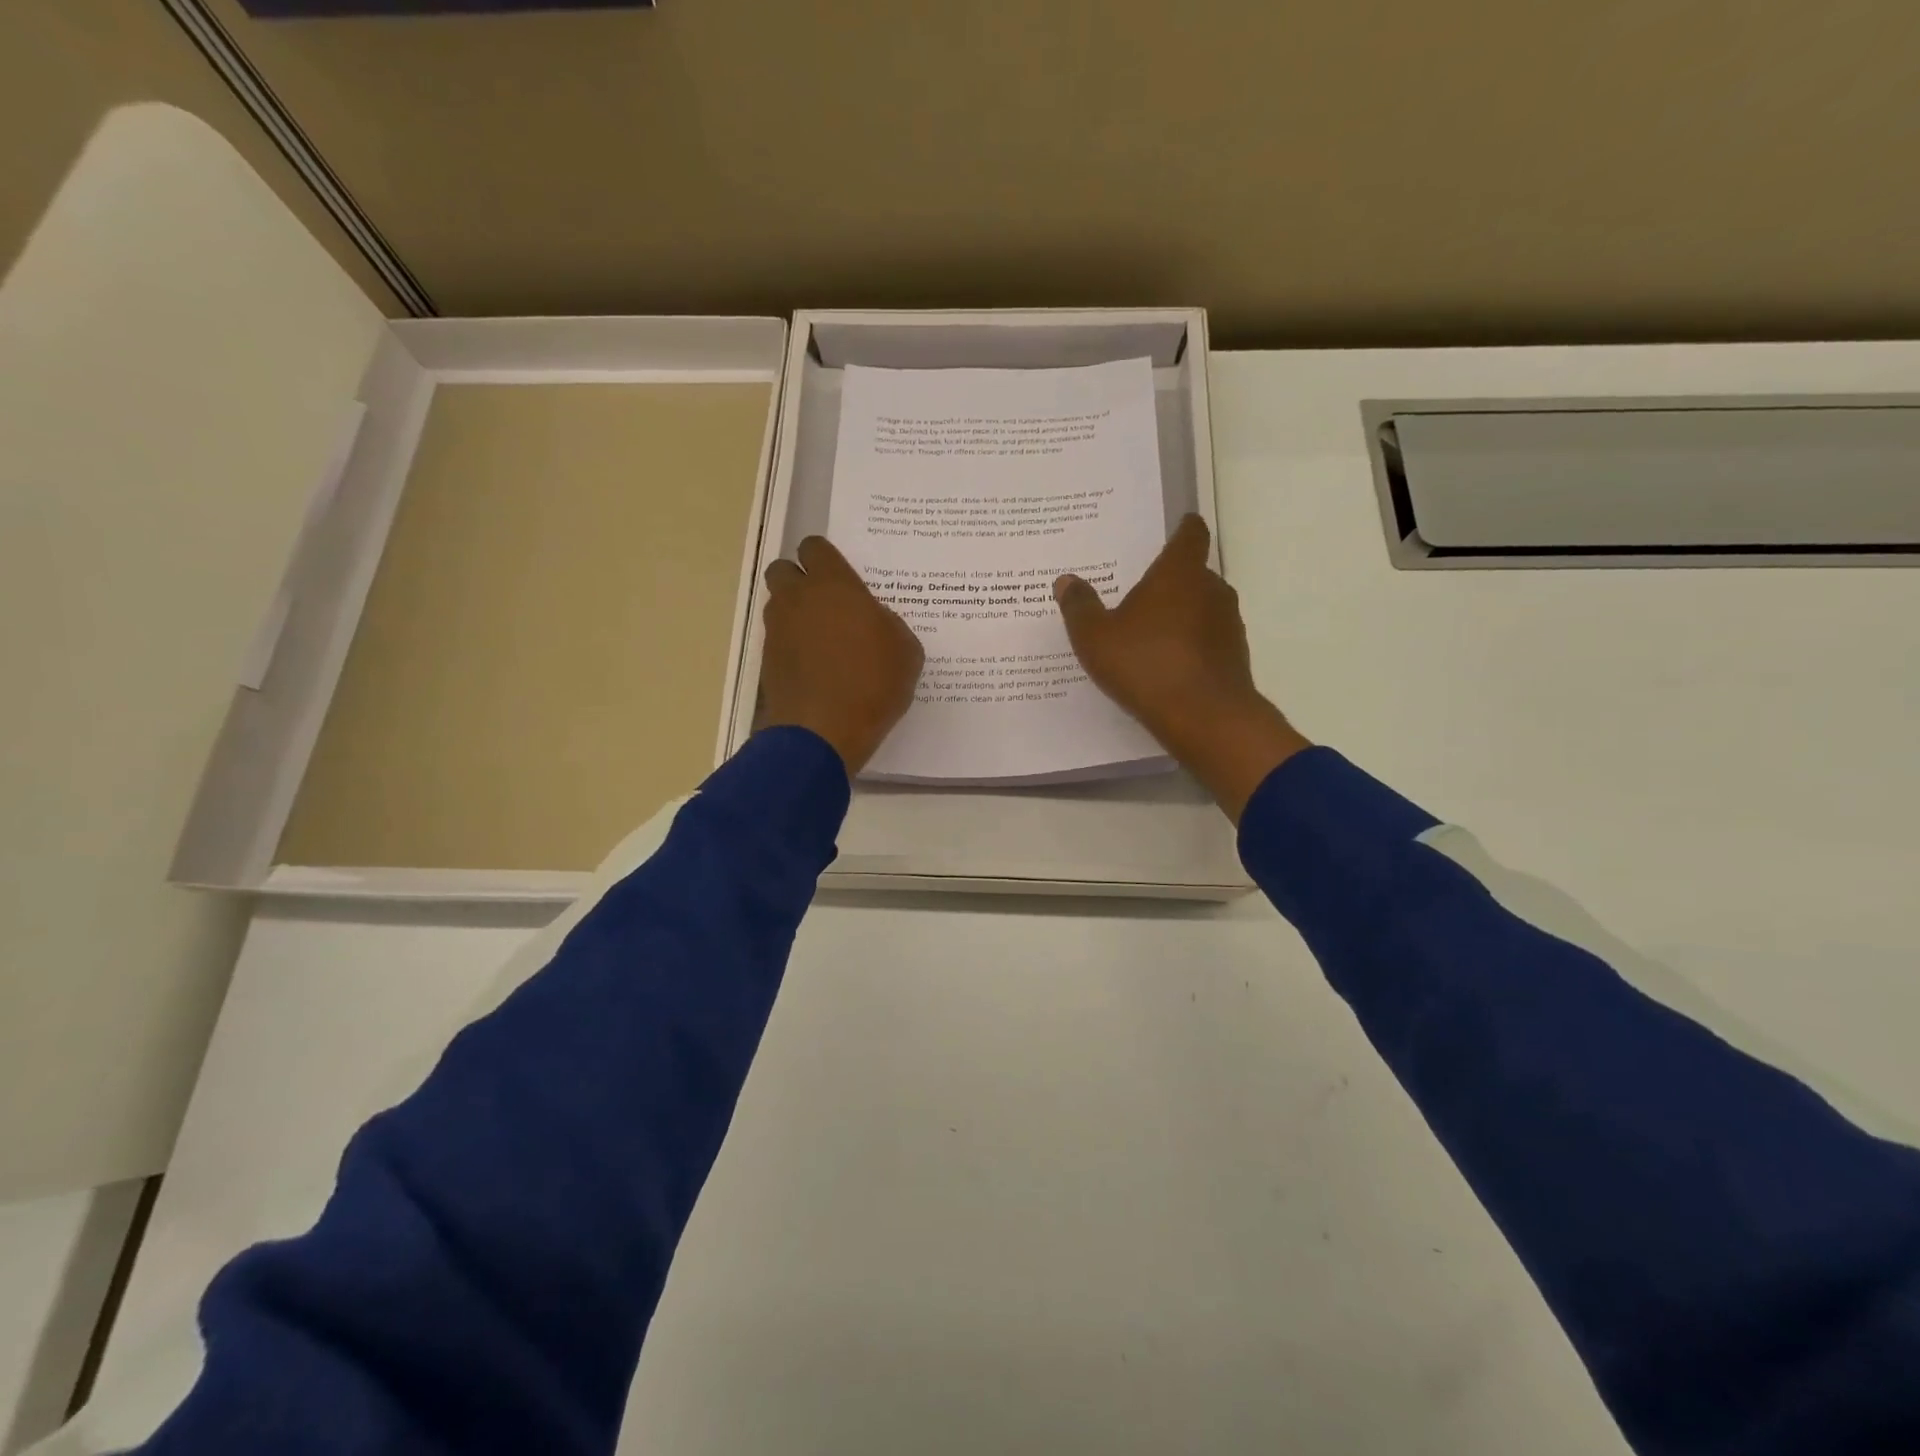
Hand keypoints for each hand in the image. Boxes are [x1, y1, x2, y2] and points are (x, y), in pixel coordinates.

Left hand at [759, 536, 923, 775]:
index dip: (827, 558)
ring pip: (779, 606)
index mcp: (833, 586)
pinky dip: (792, 647)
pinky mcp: (767, 662)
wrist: (823, 732)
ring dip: (796, 615)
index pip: (815, 547)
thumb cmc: (873, 684)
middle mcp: (797, 600)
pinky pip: (779, 641)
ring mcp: (777, 631)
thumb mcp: (906, 651)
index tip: (843, 577)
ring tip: (824, 641)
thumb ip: (888, 624)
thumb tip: (875, 621)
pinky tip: (816, 669)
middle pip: (784, 570)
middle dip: (801, 581)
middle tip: (828, 605)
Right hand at [1055, 514, 1308, 821]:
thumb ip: (1080, 607)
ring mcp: (1228, 624)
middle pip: (1192, 573)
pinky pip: (1207, 640)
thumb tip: (1066, 580)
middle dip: (1168, 581)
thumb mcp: (1096, 638)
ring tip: (1148, 633)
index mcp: (1179, 573)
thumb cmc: (1146, 665)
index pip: (1190, 534)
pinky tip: (1165, 665)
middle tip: (1138, 592)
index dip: (1182, 528)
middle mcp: (1212, 589)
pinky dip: (1189, 644)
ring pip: (1201, 608)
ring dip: (1179, 615)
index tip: (1174, 526)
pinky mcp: (1234, 656)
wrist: (1205, 718)